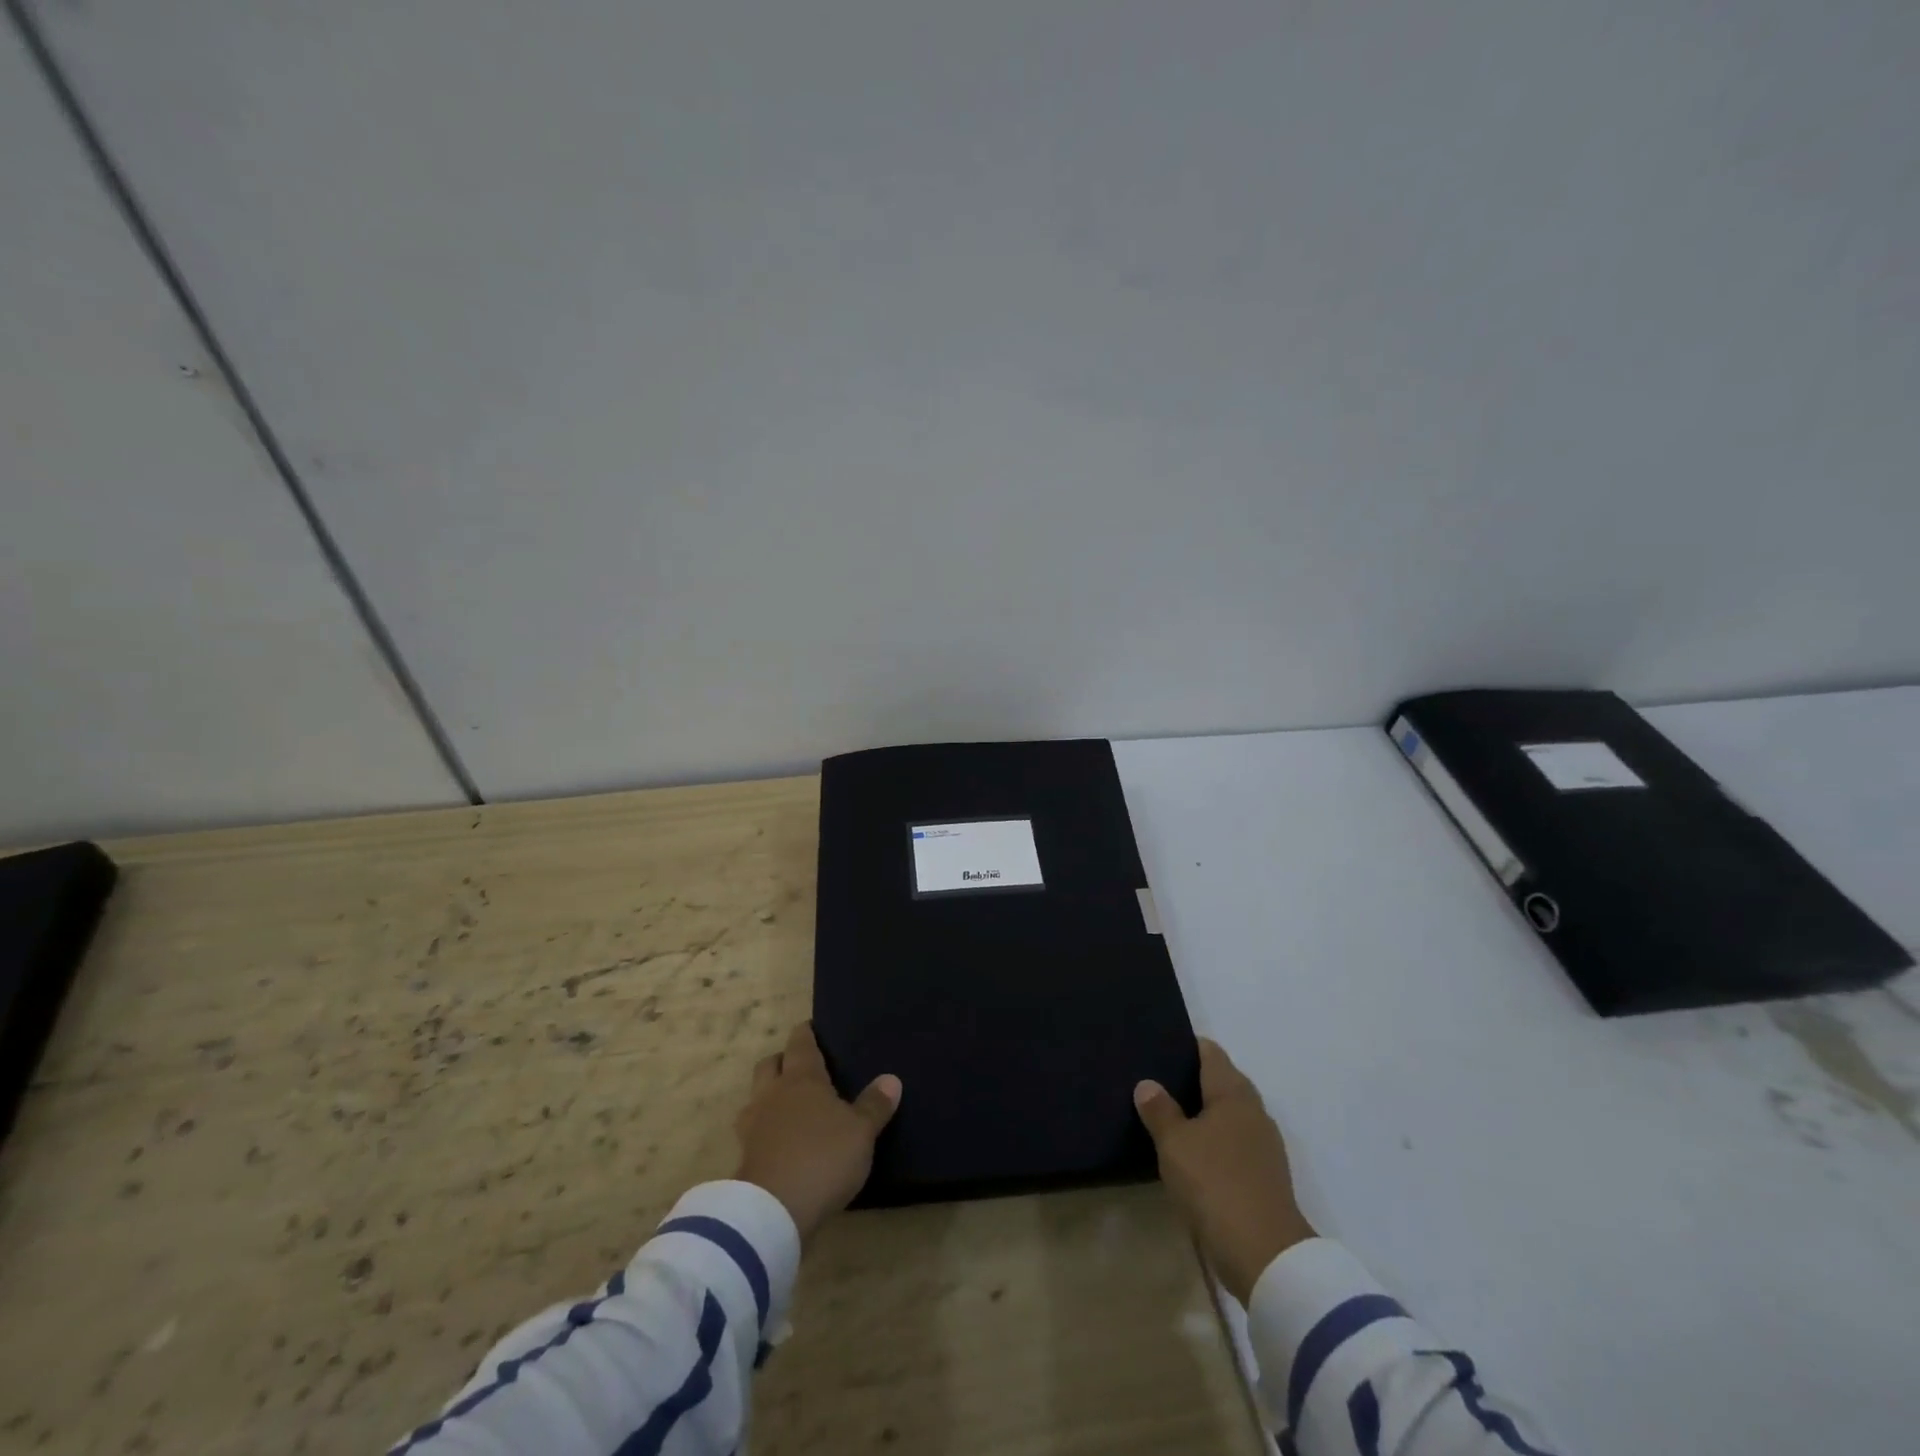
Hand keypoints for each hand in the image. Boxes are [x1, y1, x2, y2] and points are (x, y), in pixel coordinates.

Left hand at [735, 1023, 901, 1241]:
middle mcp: (773, 1094)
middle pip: (769, 1064)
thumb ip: (875, 1105)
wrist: (772, 1212)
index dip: (805, 1033)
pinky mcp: (744, 1158)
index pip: (800, 1043)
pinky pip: (752, 1132)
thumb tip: (891, 1078)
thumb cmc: (822, 1158)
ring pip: (755, 1097)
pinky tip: (778, 1142)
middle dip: (782, 1061)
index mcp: (802, 1079)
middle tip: (800, 1066)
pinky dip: (764, 1131)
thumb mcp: (861, 1132)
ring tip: (787, 1107)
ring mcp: (753, 1126)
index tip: (812, 1028)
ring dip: (768, 1096)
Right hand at [1135, 1038, 1316, 1303]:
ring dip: (1206, 1112)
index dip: (1188, 1045)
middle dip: (1195, 1078)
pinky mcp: (1266, 1176)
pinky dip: (1215, 1140)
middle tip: (1159, 1080)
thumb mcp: (1175, 1144)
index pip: (1211, 1053)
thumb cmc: (1215, 1185)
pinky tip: (1194, 1153)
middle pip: (1224, 1081)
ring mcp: (1264, 1146)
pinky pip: (1235, 1143)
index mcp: (1233, 1093)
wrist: (1266, 1255)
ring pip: (1231, 1114)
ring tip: (1171, 1115)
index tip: (1162, 1046)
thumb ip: (1160, 1111)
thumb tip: (1148, 1084)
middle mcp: (1254, 1111)